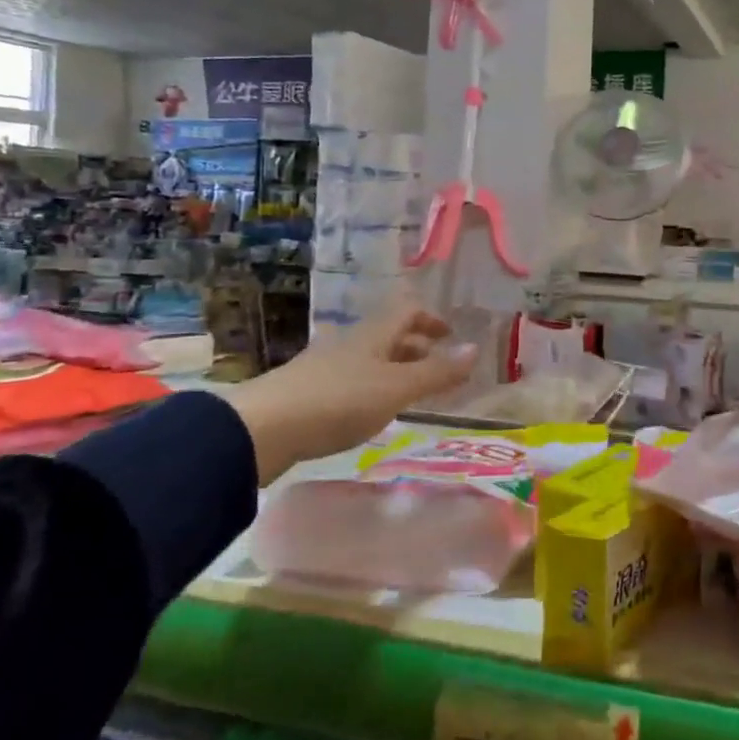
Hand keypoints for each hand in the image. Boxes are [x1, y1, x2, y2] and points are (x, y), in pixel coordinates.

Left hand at [224, 302, 477, 483]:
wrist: (263, 429)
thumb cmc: (339, 401)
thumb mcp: (397, 388)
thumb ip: (437, 372)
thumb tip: (476, 348)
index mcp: (374, 333)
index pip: (407, 311)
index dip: (431, 319)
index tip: (450, 337)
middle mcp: (350, 342)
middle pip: (388, 334)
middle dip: (416, 347)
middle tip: (438, 369)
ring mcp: (325, 366)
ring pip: (370, 358)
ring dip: (394, 369)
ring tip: (410, 394)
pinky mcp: (307, 392)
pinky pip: (351, 380)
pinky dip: (372, 388)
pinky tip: (371, 412)